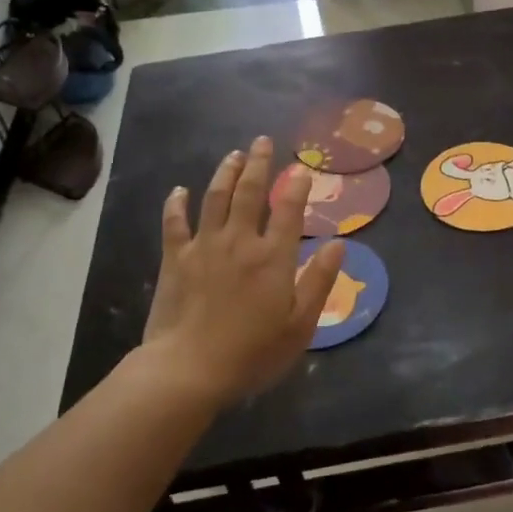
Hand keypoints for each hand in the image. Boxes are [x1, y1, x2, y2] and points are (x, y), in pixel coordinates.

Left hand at [144, 136, 346, 405]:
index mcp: (274, 257)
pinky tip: (179, 190)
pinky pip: (175, 223)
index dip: (297, 185)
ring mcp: (204, 246)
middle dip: (258, 163)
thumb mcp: (300, 325)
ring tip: (233, 155)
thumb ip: (319, 281)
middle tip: (262, 141)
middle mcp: (240, 241)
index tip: (302, 168)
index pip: (289, 209)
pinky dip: (176, 204)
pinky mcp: (175, 259)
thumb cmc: (252, 353)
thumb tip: (338, 245)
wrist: (189, 370)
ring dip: (225, 173)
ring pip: (215, 198)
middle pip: (250, 192)